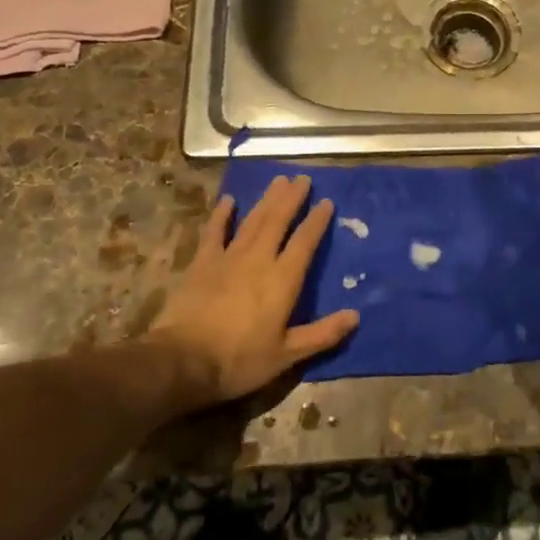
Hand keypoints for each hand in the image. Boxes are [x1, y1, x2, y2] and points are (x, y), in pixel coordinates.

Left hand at [147, 175, 358, 405]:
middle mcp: (259, 260)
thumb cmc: (239, 360)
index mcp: (283, 280)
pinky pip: (214, 232)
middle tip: (303, 178)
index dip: (316, 221)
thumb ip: (322, 334)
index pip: (305, 242)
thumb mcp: (286, 355)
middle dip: (292, 198)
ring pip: (252, 221)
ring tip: (278, 180)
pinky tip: (229, 200)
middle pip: (279, 221)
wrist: (183, 360)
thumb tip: (356, 316)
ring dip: (266, 199)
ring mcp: (228, 258)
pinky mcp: (202, 263)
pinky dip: (222, 215)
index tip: (327, 202)